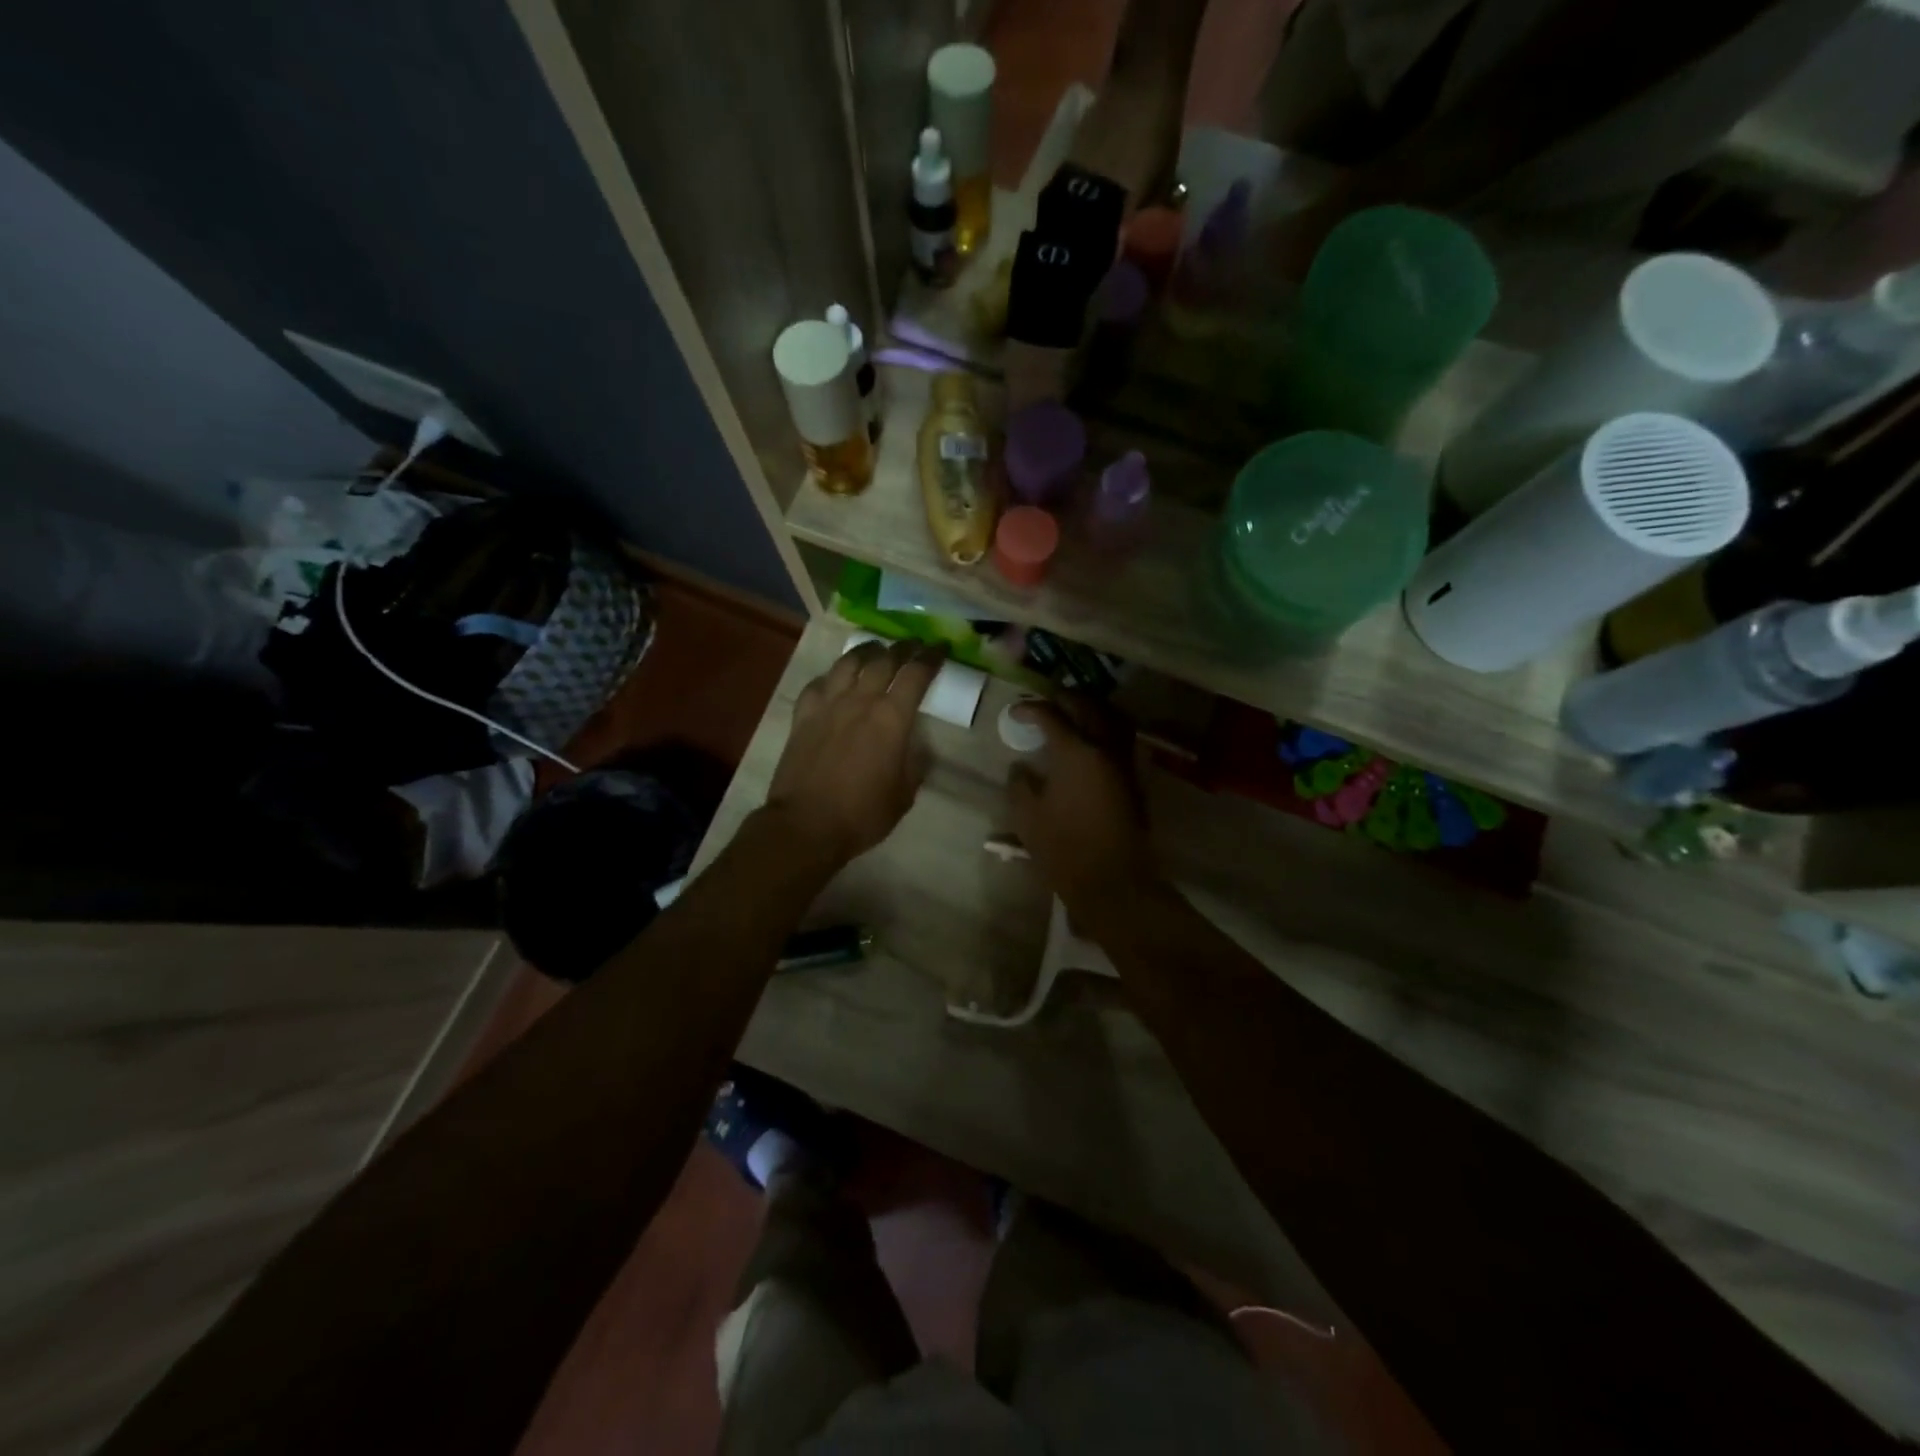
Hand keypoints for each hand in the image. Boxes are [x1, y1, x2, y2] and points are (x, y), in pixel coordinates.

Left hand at [763, 639, 944, 869]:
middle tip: (912, 645)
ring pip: (848, 663)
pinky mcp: (802, 716)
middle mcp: (860, 701)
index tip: (941, 648)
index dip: (931, 657)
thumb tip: (916, 748)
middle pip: (883, 660)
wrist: (806, 825)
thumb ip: (914, 764)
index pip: (916, 674)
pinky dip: (831, 676)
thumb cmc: (862, 814)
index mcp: (891, 718)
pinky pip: (818, 684)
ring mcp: (828, 705)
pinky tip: (834, 680)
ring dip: (866, 652)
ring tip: (875, 650)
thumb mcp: (904, 794)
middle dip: (902, 648)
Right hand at [1005, 696, 1161, 925]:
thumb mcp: (1027, 817)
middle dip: (1066, 698)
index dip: (1030, 709)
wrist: (1113, 880)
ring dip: (1093, 709)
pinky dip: (1107, 729)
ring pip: (1114, 718)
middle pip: (1088, 706)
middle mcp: (1105, 748)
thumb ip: (1020, 784)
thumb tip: (1021, 767)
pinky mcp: (1135, 781)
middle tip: (1047, 703)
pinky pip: (1123, 740)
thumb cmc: (1064, 848)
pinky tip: (1092, 743)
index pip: (1052, 715)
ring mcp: (1125, 763)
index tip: (1015, 713)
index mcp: (1075, 752)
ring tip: (1074, 714)